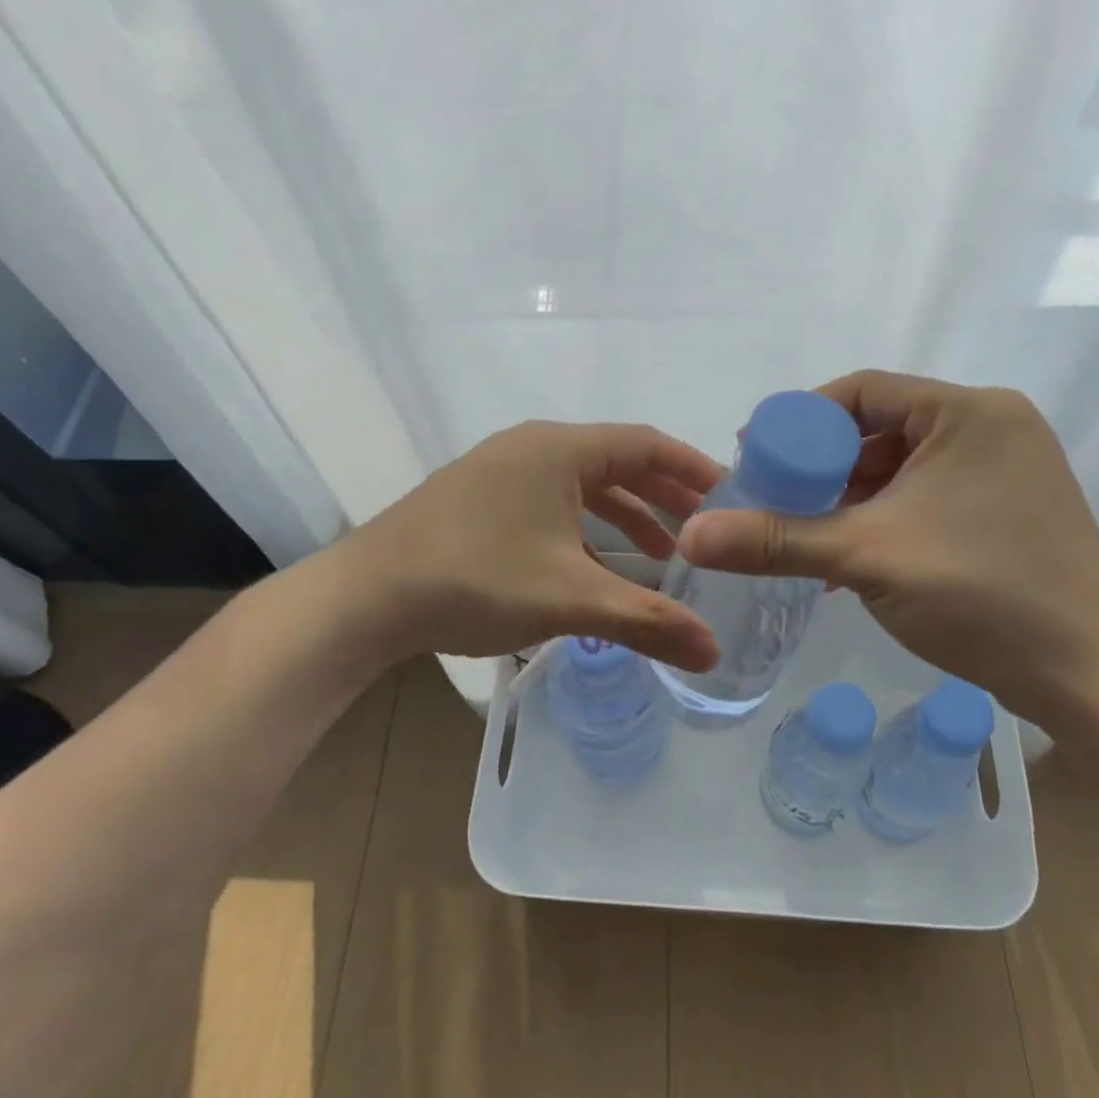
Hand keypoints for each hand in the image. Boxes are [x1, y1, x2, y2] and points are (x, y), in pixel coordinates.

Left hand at [335, 421, 722, 672]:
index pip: (646, 444)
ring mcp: (502, 471)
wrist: (366, 596)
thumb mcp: (570, 599)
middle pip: (617, 462)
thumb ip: (647, 621)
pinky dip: (585, 529)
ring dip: (625, 516)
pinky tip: (598, 568)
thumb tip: (712, 653)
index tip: (731, 496)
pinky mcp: (481, 499)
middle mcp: (533, 447)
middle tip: (707, 530)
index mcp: (559, 448)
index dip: (693, 468)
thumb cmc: (476, 579)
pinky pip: (552, 502)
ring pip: (582, 485)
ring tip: (663, 556)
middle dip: (664, 496)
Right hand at [676, 371, 1098, 732]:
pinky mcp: (1009, 509)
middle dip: (822, 466)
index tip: (757, 457)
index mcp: (968, 412)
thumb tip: (691, 538)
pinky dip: (883, 518)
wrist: (1093, 678)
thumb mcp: (866, 559)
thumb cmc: (983, 595)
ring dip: (849, 498)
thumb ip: (775, 540)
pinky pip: (927, 496)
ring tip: (804, 534)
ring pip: (902, 467)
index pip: (862, 391)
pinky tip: (850, 557)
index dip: (801, 421)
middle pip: (880, 428)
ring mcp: (1006, 470)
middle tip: (774, 498)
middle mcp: (992, 427)